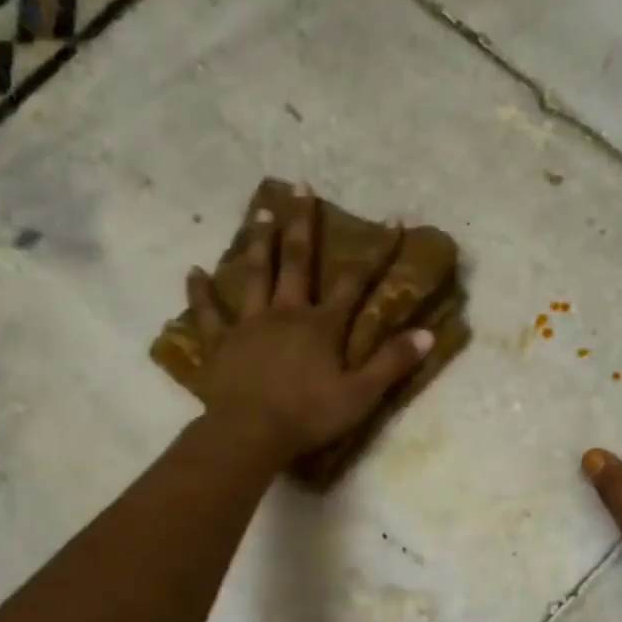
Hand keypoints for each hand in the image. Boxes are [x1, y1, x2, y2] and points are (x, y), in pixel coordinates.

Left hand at [187, 198, 432, 462]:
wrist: (251, 433)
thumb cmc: (309, 416)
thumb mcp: (361, 395)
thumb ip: (392, 363)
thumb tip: (427, 335)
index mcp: (322, 326)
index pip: (354, 282)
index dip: (375, 252)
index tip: (391, 220)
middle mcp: (285, 313)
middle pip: (296, 263)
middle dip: (302, 226)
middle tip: (300, 188)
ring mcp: (249, 325)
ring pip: (254, 275)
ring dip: (258, 242)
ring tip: (259, 212)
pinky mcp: (220, 343)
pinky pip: (209, 313)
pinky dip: (201, 292)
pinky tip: (194, 272)